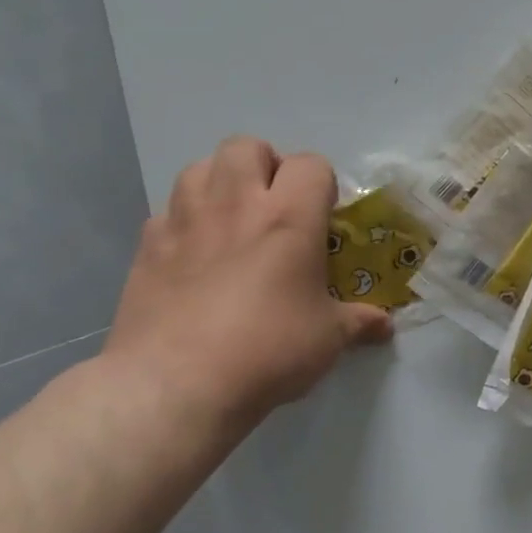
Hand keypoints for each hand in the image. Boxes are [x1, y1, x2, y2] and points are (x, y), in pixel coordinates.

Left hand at [103, 137, 390, 427]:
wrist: (174, 386)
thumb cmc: (267, 351)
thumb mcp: (328, 339)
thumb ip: (358, 322)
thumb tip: (385, 326)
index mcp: (289, 217)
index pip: (310, 163)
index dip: (321, 183)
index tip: (322, 216)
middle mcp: (236, 205)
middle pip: (246, 146)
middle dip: (264, 165)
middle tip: (274, 205)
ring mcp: (185, 222)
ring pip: (198, 167)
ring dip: (219, 183)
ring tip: (231, 219)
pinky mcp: (146, 248)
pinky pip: (166, 213)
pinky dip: (183, 222)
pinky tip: (192, 255)